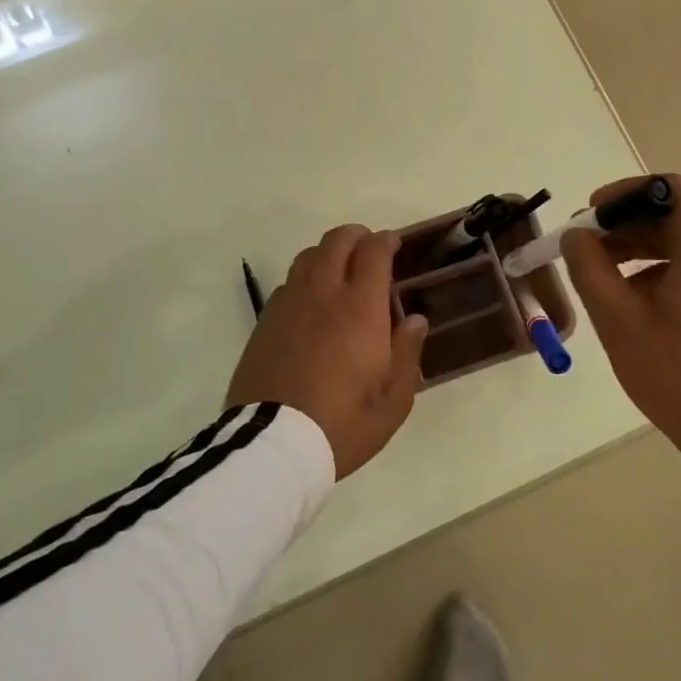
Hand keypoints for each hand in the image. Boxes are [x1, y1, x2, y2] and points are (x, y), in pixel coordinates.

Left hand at [227, 225, 429, 478]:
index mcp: (360, 309)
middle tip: (370, 251)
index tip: (394, 243)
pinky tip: (312, 304)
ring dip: (328, 253)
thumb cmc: (342, 425)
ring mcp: (289, 304)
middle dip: (357, 236)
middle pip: (337, 241)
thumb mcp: (392, 402)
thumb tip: (414, 320)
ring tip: (340, 273)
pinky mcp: (265, 320)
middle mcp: (323, 293)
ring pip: (308, 256)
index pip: (373, 252)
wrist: (273, 444)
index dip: (386, 240)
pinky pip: (288, 283)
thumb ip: (407, 354)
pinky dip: (305, 280)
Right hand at [561, 174, 680, 453]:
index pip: (669, 189)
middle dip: (627, 230)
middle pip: (676, 219)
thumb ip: (590, 267)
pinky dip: (669, 275)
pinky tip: (642, 307)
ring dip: (644, 255)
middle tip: (588, 251)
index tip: (592, 215)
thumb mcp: (619, 319)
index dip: (624, 194)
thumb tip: (576, 236)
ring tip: (608, 283)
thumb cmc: (677, 371)